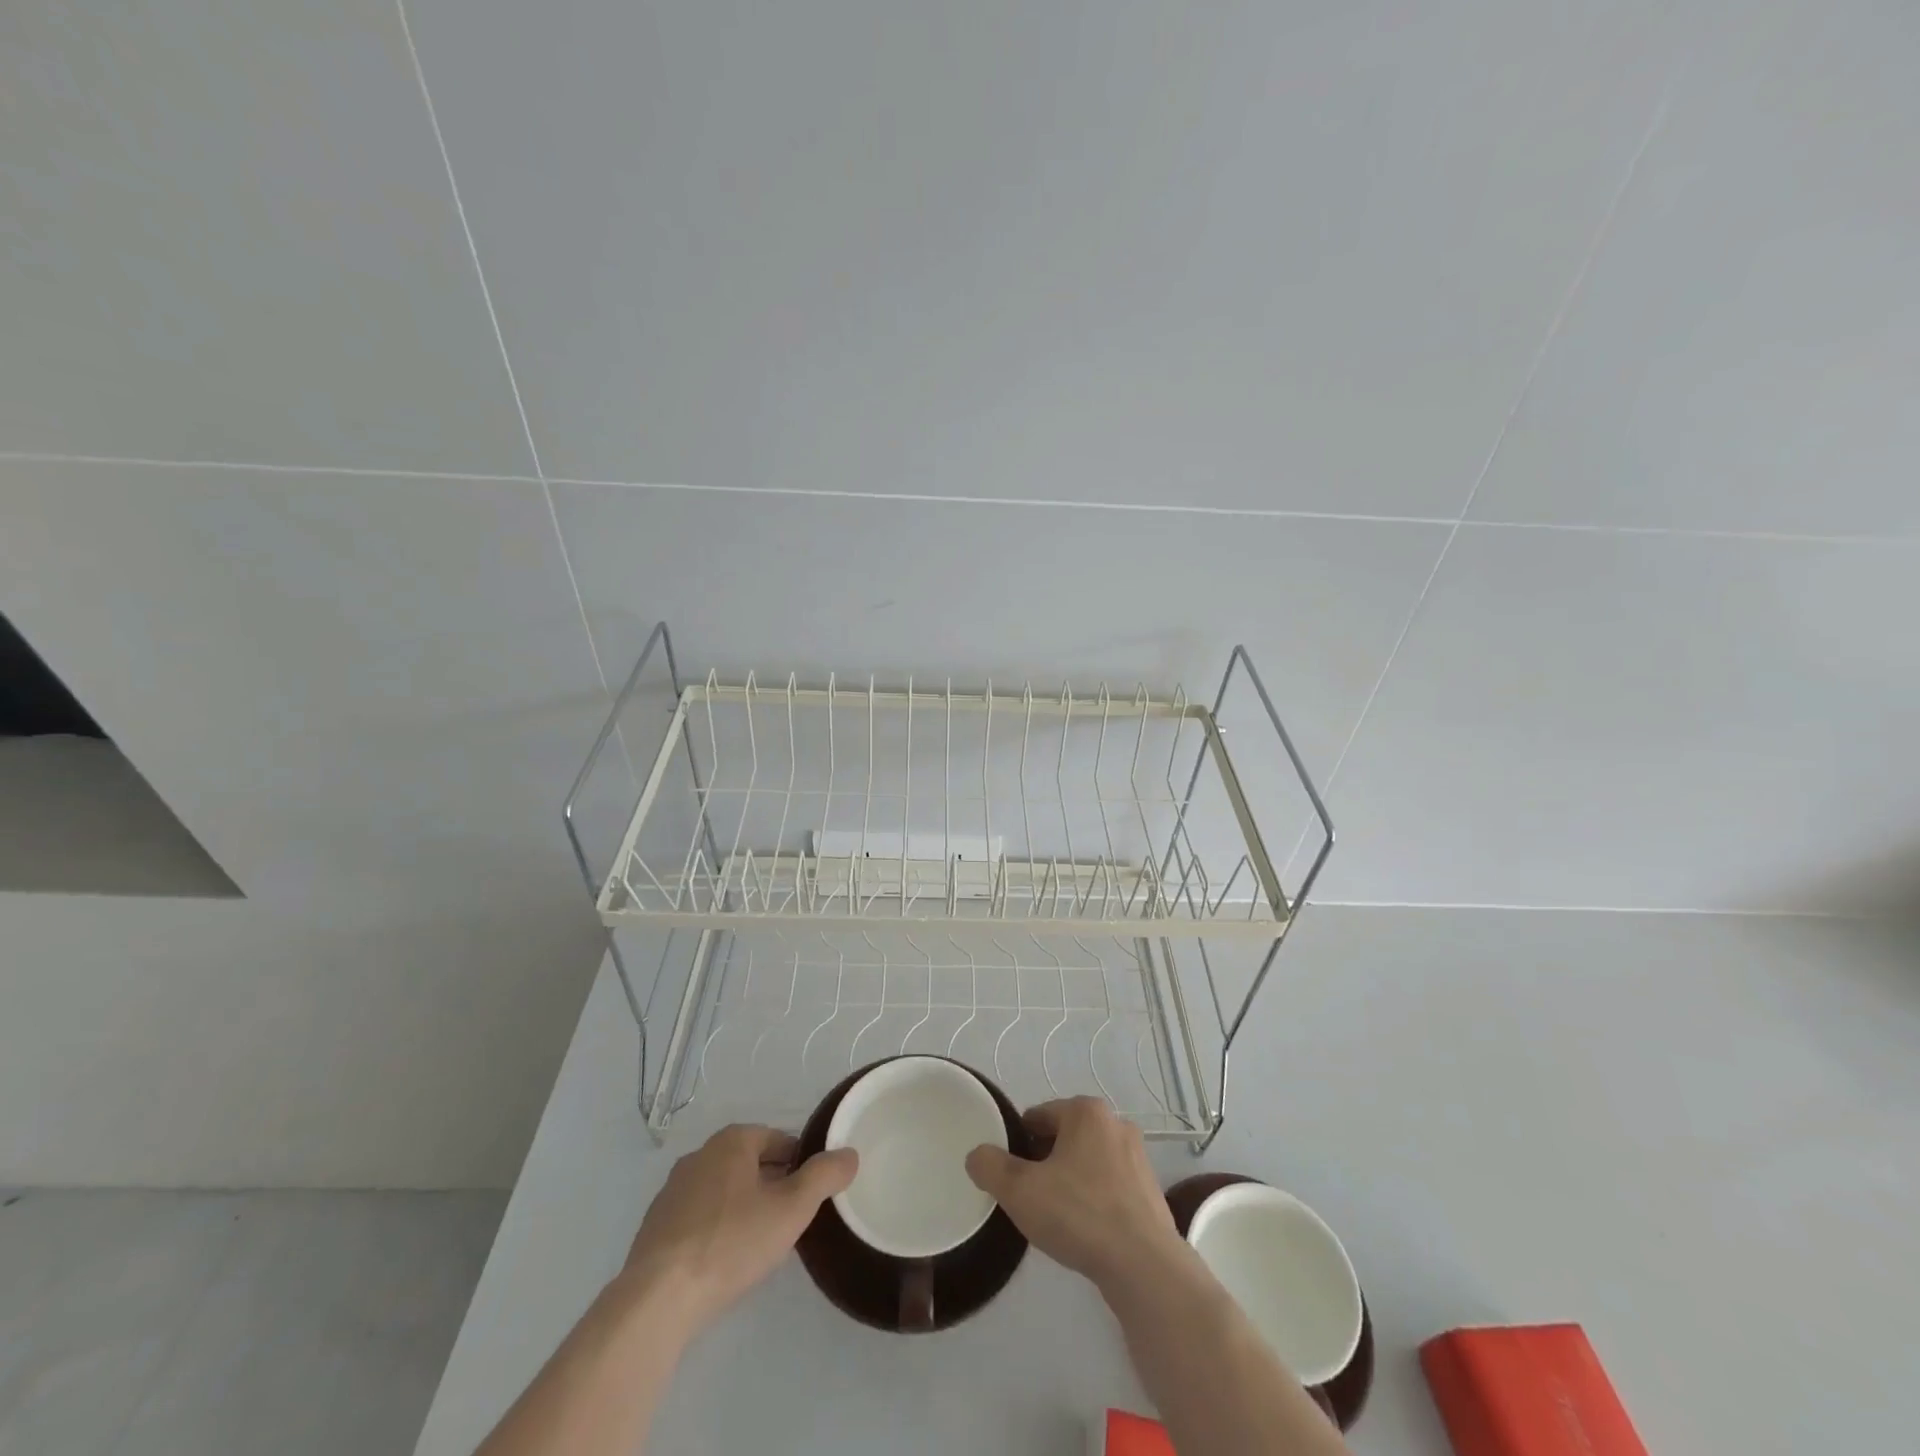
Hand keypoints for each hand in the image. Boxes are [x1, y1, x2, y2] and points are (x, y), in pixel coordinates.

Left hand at [620, 1124, 856, 1330]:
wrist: (658, 1299)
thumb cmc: (732, 1243)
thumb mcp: (792, 1208)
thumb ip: (825, 1176)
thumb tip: (849, 1154)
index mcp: (732, 1141)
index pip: (779, 1140)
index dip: (801, 1164)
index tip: (812, 1196)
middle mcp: (699, 1155)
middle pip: (750, 1163)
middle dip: (773, 1185)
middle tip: (791, 1220)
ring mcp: (672, 1191)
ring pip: (723, 1191)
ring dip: (744, 1208)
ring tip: (760, 1243)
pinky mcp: (655, 1227)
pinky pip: (698, 1218)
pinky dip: (716, 1229)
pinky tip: (724, 1261)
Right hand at [965, 1096, 1180, 1291]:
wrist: (1144, 1267)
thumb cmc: (1079, 1215)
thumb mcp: (1019, 1190)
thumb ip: (990, 1166)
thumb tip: (978, 1156)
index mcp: (1086, 1111)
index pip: (1038, 1116)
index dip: (1018, 1145)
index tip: (1011, 1176)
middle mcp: (1116, 1123)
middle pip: (1063, 1138)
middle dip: (1044, 1163)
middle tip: (1030, 1198)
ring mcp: (1138, 1158)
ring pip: (1087, 1163)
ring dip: (1069, 1182)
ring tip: (1056, 1218)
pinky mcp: (1150, 1191)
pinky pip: (1108, 1187)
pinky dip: (1093, 1201)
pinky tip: (1084, 1232)